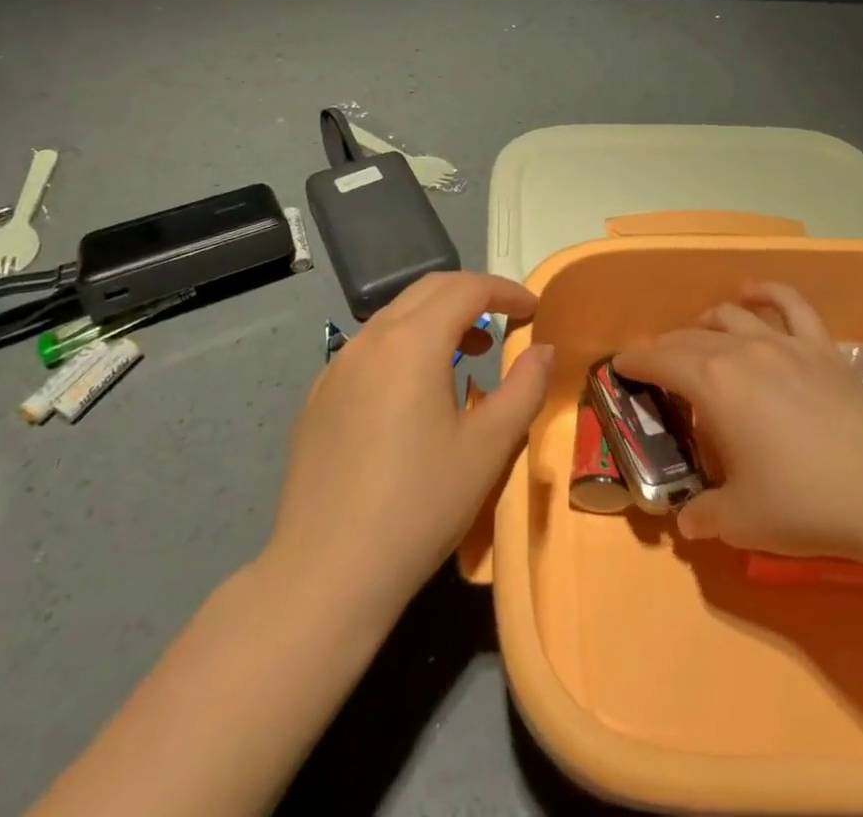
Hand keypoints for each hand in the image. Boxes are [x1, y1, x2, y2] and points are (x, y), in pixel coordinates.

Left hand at [267, 272, 551, 626]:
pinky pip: (369, 348)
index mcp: (412, 341)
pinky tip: (414, 393)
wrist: (325, 575)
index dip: (506, 291)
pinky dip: (404, 345)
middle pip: (428, 291)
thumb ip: (525, 388)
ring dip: (437, 320)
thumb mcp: (489, 447)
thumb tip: (544, 350)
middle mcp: (370, 339)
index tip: (534, 310)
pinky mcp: (318, 397)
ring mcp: (337, 367)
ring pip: (395, 316)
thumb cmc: (419, 506)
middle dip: (472, 295)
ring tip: (466, 354)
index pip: (467, 288)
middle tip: (505, 322)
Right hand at [613, 281, 862, 559]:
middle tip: (654, 362)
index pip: (661, 361)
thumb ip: (703, 516)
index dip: (636, 361)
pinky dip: (768, 292)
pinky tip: (754, 291)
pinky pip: (791, 304)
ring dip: (705, 321)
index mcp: (713, 384)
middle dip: (664, 347)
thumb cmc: (802, 502)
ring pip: (732, 316)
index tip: (620, 365)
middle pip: (690, 338)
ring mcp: (784, 343)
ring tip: (697, 333)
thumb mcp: (740, 520)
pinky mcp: (820, 346)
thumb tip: (686, 520)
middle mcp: (741, 351)